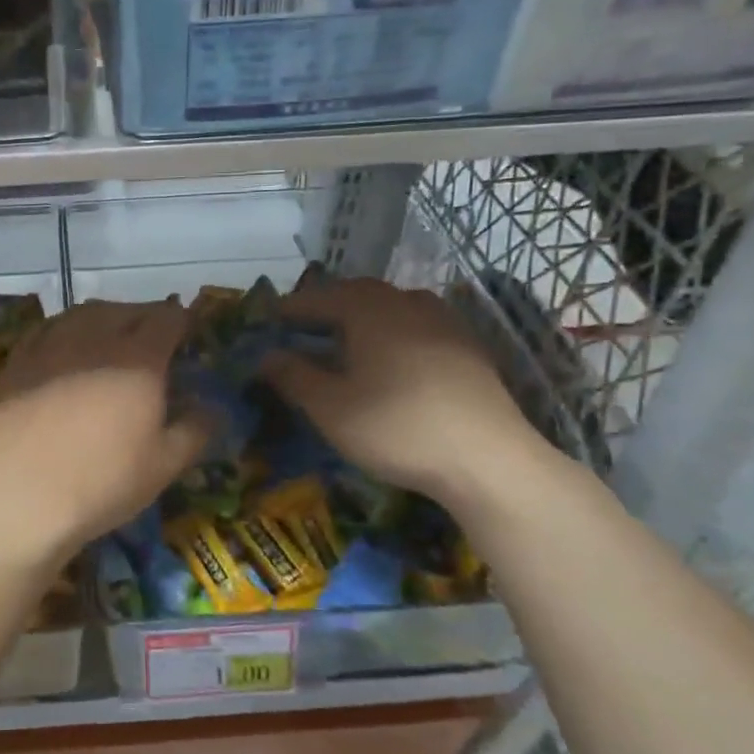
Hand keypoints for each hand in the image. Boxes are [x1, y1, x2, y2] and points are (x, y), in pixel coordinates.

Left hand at [0, 300, 208, 554]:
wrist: (22, 496)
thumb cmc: (103, 482)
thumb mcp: (164, 465)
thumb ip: (195, 430)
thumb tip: (214, 408)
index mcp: (139, 358)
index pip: (167, 318)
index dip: (180, 321)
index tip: (185, 334)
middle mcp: (96, 338)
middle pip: (126, 310)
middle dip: (144, 318)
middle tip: (151, 338)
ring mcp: (51, 345)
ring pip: (83, 313)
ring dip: (104, 318)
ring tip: (109, 335)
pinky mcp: (18, 360)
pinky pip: (46, 329)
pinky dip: (65, 329)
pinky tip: (64, 346)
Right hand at [263, 279, 549, 508]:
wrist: (487, 460)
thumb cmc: (395, 427)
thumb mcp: (329, 407)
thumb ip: (293, 376)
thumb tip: (266, 355)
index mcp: (370, 310)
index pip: (320, 297)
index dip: (292, 308)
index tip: (270, 318)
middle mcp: (408, 303)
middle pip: (359, 294)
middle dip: (328, 307)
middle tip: (304, 326)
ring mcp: (445, 323)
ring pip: (393, 307)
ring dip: (363, 317)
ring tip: (346, 340)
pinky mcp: (468, 349)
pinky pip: (418, 327)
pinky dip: (393, 333)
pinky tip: (391, 360)